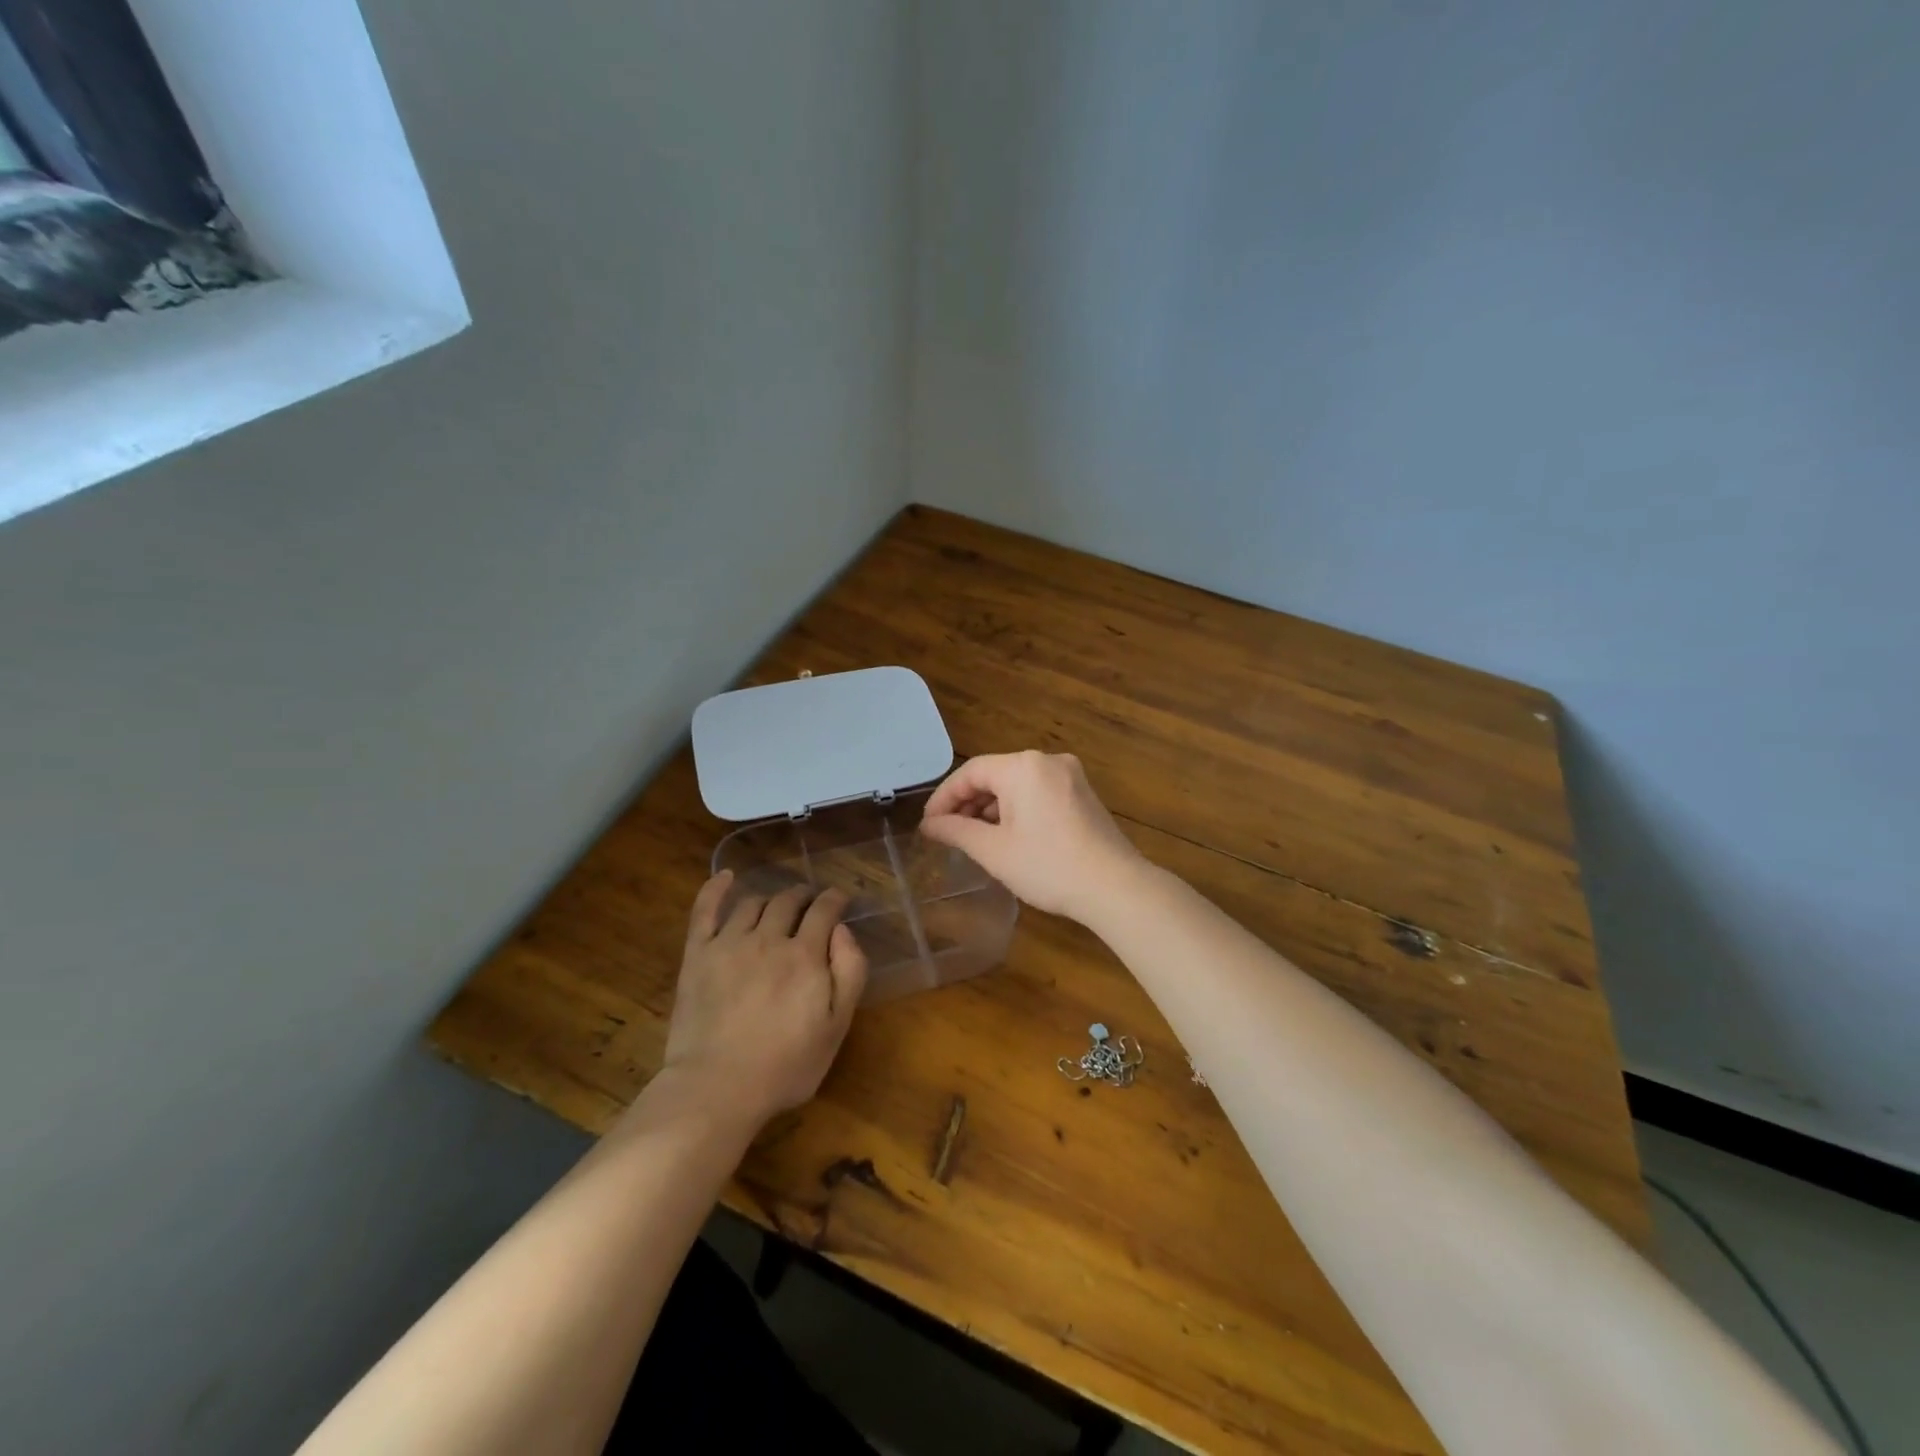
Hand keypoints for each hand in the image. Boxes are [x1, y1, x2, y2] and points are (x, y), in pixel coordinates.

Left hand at [662, 873, 868, 1128]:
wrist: (717, 1088)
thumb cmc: (785, 1066)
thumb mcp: (836, 1028)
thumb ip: (850, 973)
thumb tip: (843, 930)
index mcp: (805, 955)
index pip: (824, 910)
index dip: (835, 899)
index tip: (840, 899)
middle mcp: (768, 938)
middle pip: (788, 901)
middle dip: (804, 896)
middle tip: (810, 902)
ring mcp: (729, 943)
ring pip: (753, 903)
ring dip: (770, 899)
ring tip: (776, 907)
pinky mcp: (698, 955)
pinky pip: (706, 911)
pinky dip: (716, 889)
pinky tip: (726, 876)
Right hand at [919, 751, 1146, 921]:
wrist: (1115, 887)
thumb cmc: (1048, 866)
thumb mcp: (994, 851)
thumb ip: (956, 831)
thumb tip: (929, 824)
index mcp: (1023, 767)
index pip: (971, 772)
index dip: (944, 797)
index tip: (928, 824)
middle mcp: (1047, 761)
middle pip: (995, 774)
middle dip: (968, 803)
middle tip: (947, 833)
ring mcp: (1070, 776)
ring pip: (1017, 784)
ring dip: (992, 808)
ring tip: (974, 838)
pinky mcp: (1083, 794)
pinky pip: (1038, 792)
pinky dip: (1017, 809)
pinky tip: (1007, 836)